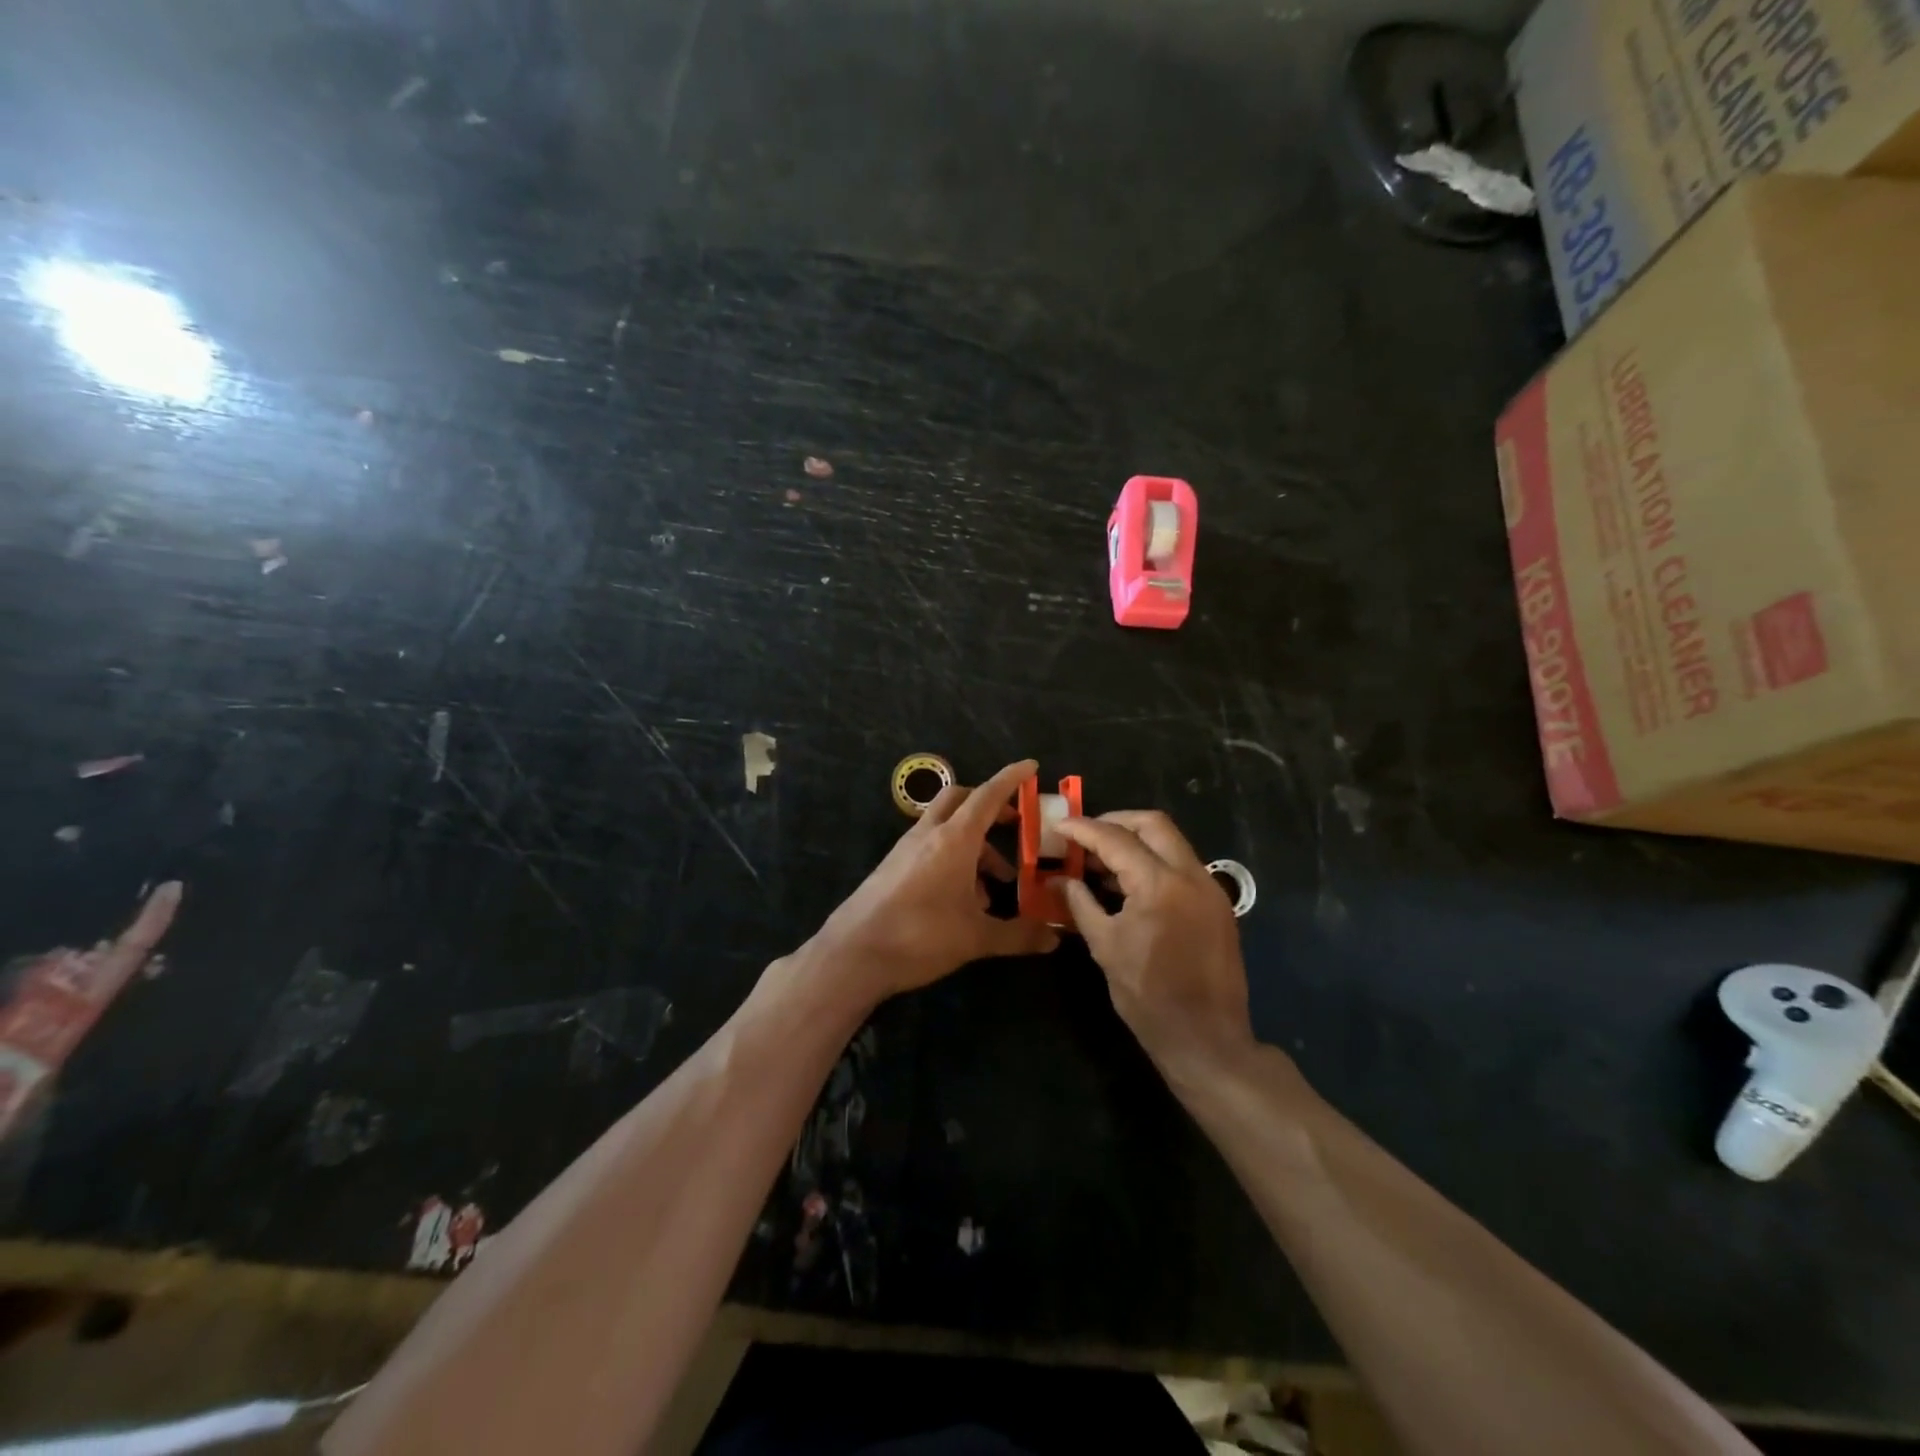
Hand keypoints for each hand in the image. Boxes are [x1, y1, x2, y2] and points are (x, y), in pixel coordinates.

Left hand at [806, 760, 1059, 1001]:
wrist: (854, 953)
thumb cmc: (920, 936)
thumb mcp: (976, 938)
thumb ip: (1018, 935)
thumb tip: (1054, 939)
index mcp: (954, 839)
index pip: (988, 795)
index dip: (1011, 778)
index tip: (1031, 766)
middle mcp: (929, 834)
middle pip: (960, 799)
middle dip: (989, 805)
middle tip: (1013, 824)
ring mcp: (906, 849)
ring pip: (946, 827)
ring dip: (974, 844)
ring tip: (994, 887)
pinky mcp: (893, 867)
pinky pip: (930, 848)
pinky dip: (953, 859)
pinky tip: (963, 901)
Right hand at [1058, 812, 1252, 1070]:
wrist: (1207, 1040)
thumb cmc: (1148, 997)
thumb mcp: (1105, 947)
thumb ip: (1080, 903)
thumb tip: (1057, 880)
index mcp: (1160, 885)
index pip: (1116, 839)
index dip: (1083, 829)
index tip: (1059, 826)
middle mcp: (1191, 875)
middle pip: (1152, 824)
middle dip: (1115, 821)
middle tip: (1085, 835)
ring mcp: (1210, 888)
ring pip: (1171, 841)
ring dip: (1136, 840)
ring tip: (1101, 858)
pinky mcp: (1218, 904)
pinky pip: (1182, 864)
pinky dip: (1154, 861)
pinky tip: (1129, 881)